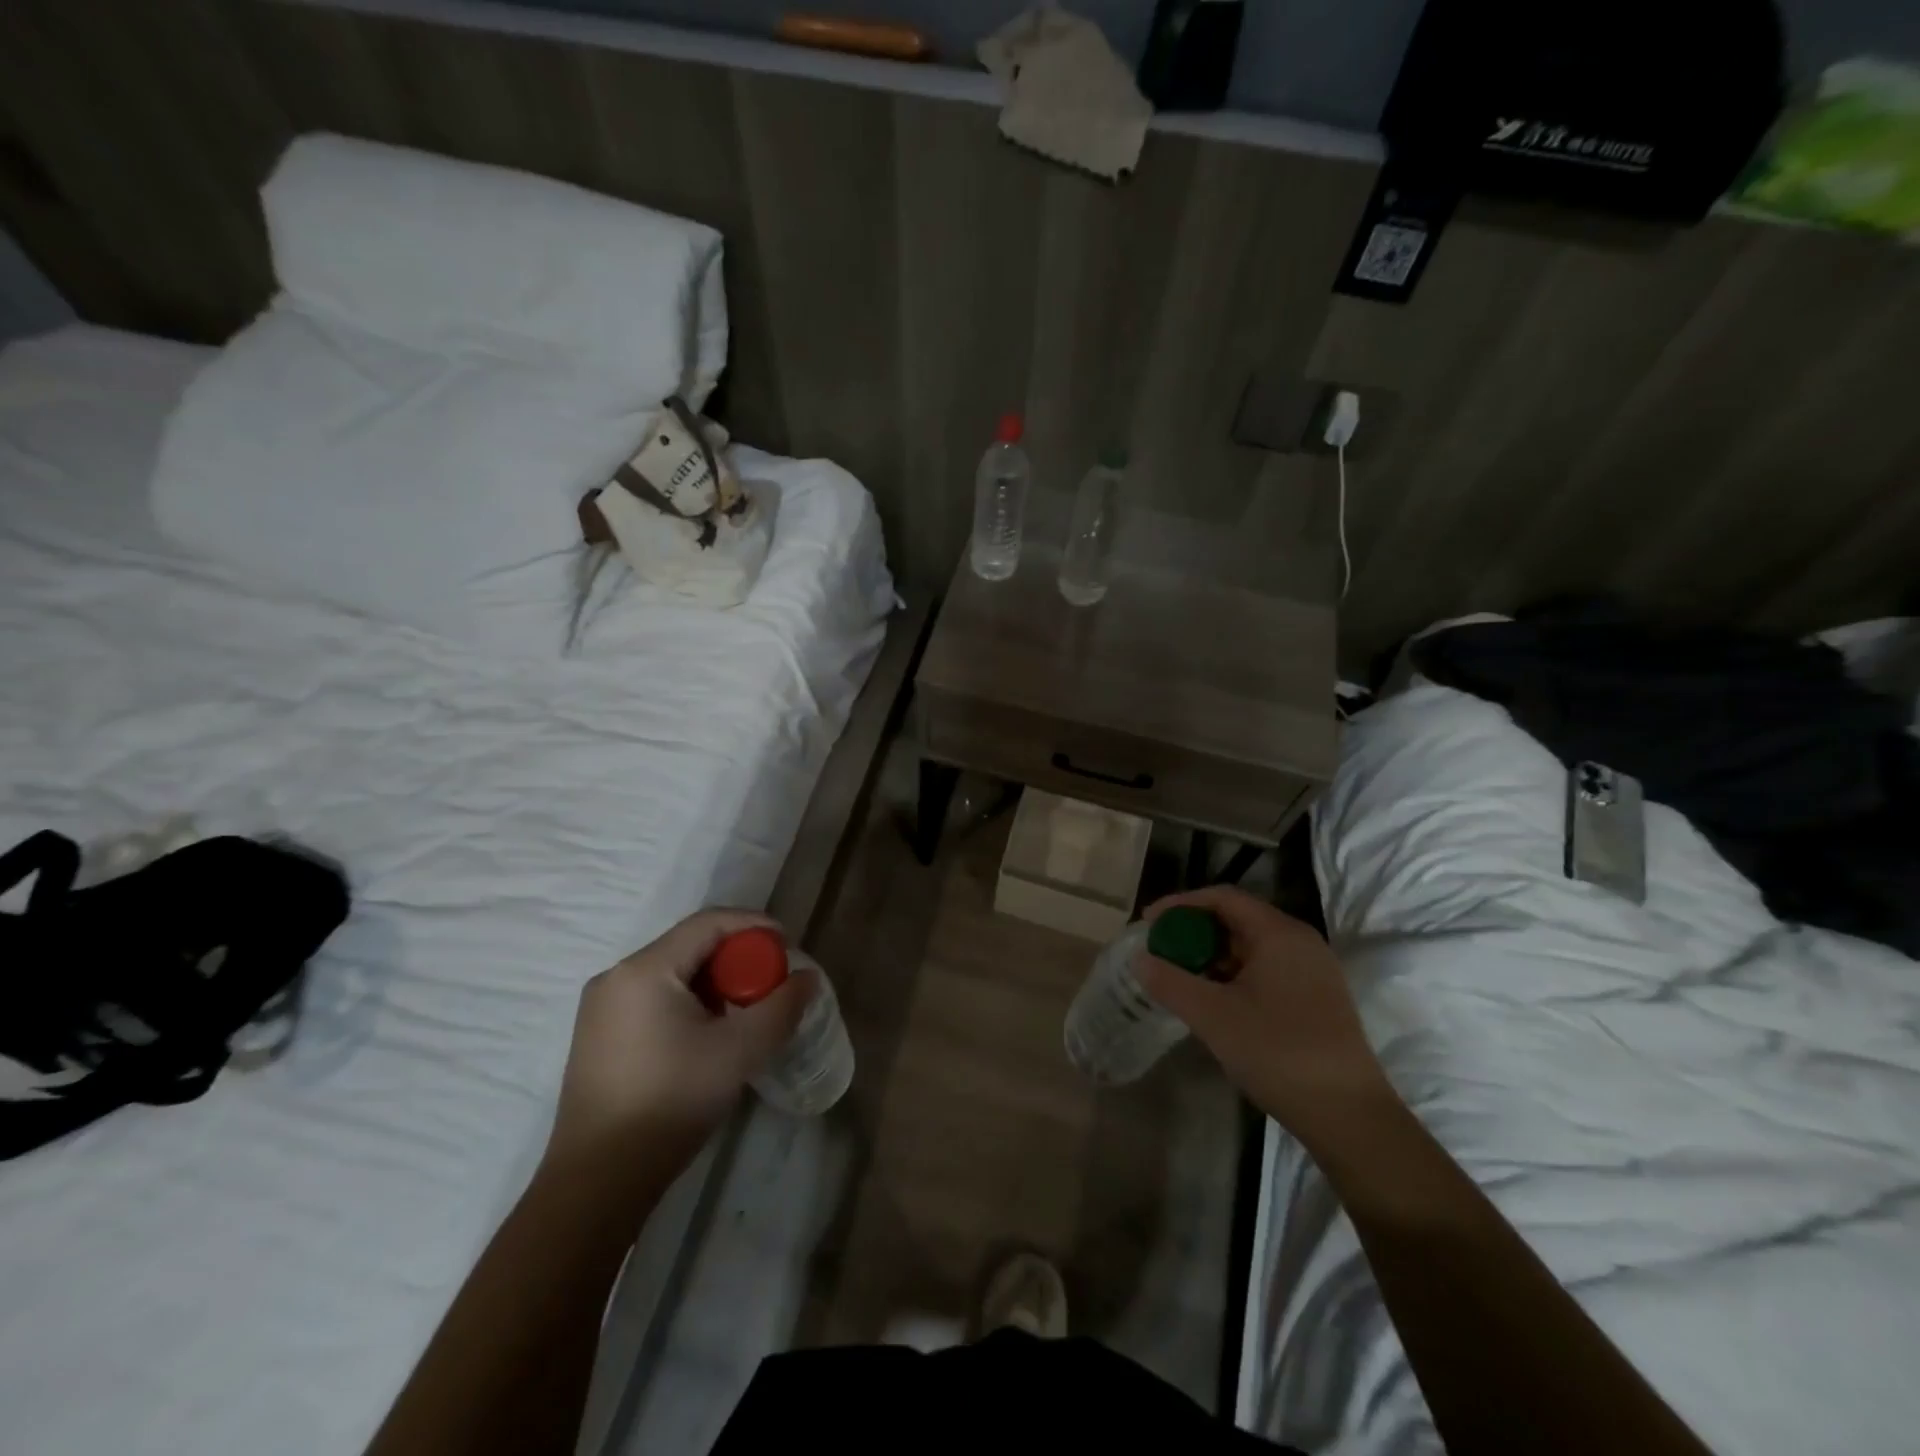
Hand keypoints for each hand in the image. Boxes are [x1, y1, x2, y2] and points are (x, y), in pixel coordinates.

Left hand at [545, 908, 814, 1177]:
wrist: (598, 1181)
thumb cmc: (671, 1101)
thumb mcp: (739, 1051)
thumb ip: (781, 1007)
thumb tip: (808, 977)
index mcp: (644, 969)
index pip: (708, 923)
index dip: (753, 925)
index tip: (788, 944)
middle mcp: (617, 977)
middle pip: (690, 945)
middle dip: (737, 957)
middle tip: (771, 981)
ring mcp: (602, 1008)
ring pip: (673, 972)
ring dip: (715, 981)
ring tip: (747, 1008)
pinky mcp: (599, 1036)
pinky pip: (655, 997)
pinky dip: (690, 1000)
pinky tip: (710, 1032)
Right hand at [1136, 886, 1395, 1144]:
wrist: (1349, 1116)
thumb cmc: (1278, 1053)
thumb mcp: (1213, 1016)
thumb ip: (1170, 982)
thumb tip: (1140, 959)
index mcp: (1279, 933)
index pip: (1222, 898)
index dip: (1180, 904)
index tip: (1148, 923)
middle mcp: (1300, 942)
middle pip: (1237, 919)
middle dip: (1194, 932)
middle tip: (1161, 952)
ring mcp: (1313, 971)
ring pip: (1251, 947)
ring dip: (1212, 956)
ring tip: (1180, 979)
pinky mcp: (1317, 998)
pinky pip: (1266, 969)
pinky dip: (1233, 975)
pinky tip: (1214, 1001)